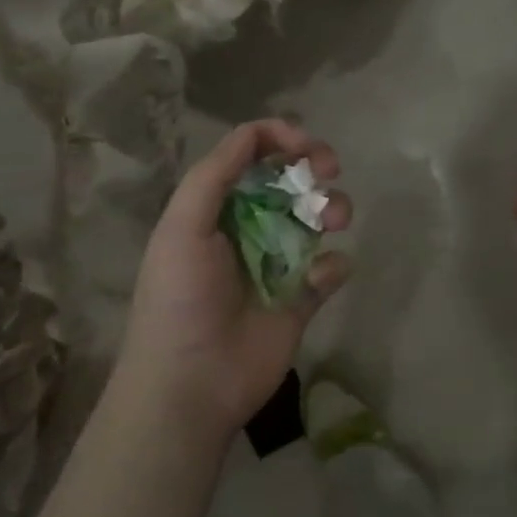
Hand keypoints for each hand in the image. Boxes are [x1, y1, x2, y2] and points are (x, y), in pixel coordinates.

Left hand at [114, 120, 351, 437]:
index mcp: (215, 207)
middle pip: (291, 181)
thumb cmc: (180, 297)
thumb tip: (257, 133)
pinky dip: (334, 265)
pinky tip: (317, 278)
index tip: (306, 146)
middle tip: (330, 170)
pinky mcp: (301, 300)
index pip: (251, 155)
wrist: (190, 383)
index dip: (280, 140)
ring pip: (317, 219)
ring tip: (336, 221)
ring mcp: (278, 264)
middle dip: (314, 167)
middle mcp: (248, 228)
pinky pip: (330, 269)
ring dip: (332, 209)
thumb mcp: (181, 226)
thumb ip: (214, 174)